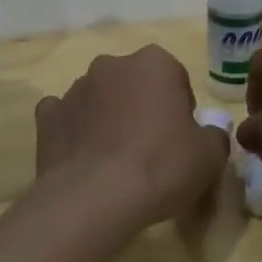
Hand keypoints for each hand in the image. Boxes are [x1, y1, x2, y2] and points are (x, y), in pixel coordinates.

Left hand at [33, 47, 227, 229]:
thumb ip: (214, 136)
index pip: (176, 78)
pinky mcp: (47, 117)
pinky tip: (82, 158)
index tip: (181, 139)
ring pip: (100, 97)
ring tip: (115, 161)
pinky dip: (73, 131)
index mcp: (155, 63)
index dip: (181, 109)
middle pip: (135, 83)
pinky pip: (65, 117)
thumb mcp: (210, 156)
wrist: (95, 199)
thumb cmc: (161, 166)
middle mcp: (113, 65)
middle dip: (142, 107)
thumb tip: (208, 134)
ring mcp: (75, 88)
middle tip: (150, 149)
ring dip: (108, 118)